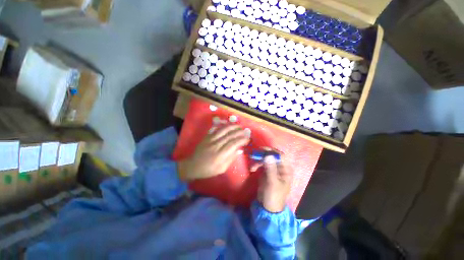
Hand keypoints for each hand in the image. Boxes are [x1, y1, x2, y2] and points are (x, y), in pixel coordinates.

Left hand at [178, 125, 249, 180]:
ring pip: (223, 130)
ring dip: (232, 126)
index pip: (233, 144)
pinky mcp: (207, 137)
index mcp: (220, 155)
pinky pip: (215, 129)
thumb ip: (230, 159)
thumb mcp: (221, 169)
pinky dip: (222, 125)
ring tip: (239, 126)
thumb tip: (238, 150)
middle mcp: (216, 145)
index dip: (242, 140)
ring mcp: (210, 139)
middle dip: (239, 132)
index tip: (247, 139)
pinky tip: (227, 124)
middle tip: (245, 131)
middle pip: (230, 135)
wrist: (193, 165)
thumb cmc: (208, 170)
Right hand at [254, 155, 292, 212]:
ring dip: (258, 160)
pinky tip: (252, 169)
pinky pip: (261, 164)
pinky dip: (256, 165)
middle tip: (254, 154)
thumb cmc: (273, 196)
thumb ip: (271, 169)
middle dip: (263, 155)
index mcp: (286, 170)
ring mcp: (273, 169)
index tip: (262, 149)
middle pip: (272, 156)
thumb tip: (268, 155)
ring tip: (252, 167)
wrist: (267, 207)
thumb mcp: (272, 183)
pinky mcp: (267, 171)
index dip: (272, 151)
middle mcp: (281, 167)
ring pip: (266, 159)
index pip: (281, 156)